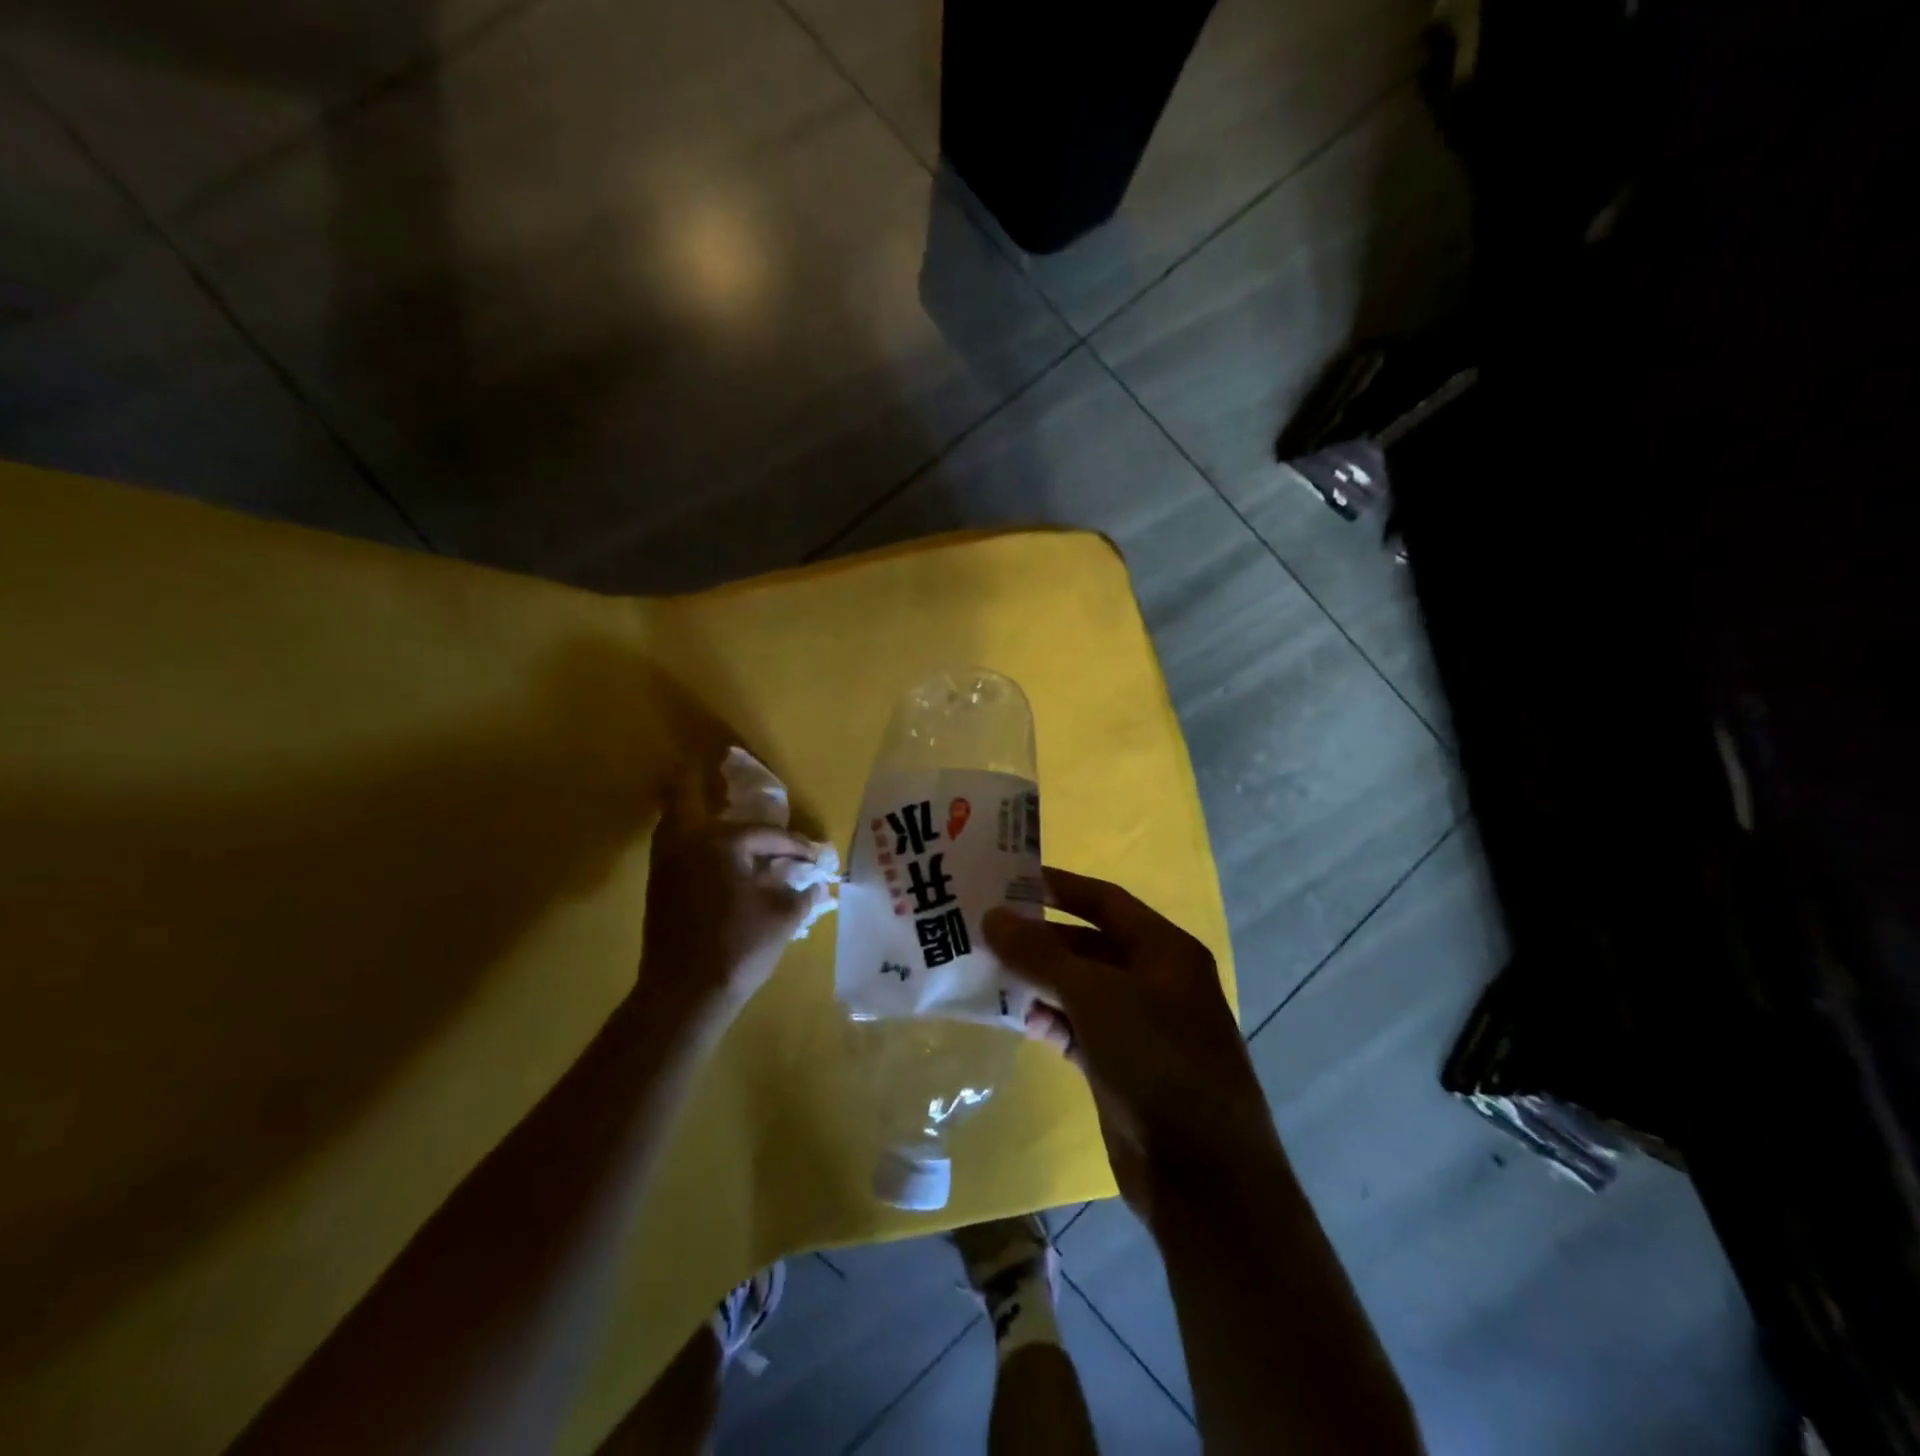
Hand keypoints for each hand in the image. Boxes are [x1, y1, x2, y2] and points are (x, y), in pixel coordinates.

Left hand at [636, 790, 830, 1026]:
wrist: (684, 994)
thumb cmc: (739, 947)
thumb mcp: (783, 917)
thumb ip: (802, 893)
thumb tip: (815, 883)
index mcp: (721, 842)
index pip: (766, 834)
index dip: (795, 845)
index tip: (814, 857)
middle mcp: (687, 842)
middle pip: (692, 798)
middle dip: (712, 788)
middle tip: (736, 790)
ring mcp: (666, 863)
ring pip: (676, 820)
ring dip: (698, 814)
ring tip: (726, 823)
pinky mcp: (658, 886)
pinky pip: (675, 846)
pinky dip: (693, 841)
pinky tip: (717, 859)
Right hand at [985, 869, 1279, 1226]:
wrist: (1202, 1175)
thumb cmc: (1156, 1060)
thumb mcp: (1095, 995)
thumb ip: (1041, 953)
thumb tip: (992, 916)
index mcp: (1164, 950)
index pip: (1105, 900)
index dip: (1059, 886)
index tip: (1009, 879)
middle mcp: (1155, 980)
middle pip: (1087, 945)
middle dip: (1039, 939)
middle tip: (985, 931)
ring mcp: (1139, 1026)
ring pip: (1079, 989)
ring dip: (1039, 982)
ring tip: (988, 974)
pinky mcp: (1122, 1066)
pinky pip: (1078, 1029)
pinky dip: (1050, 1022)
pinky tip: (1020, 1022)